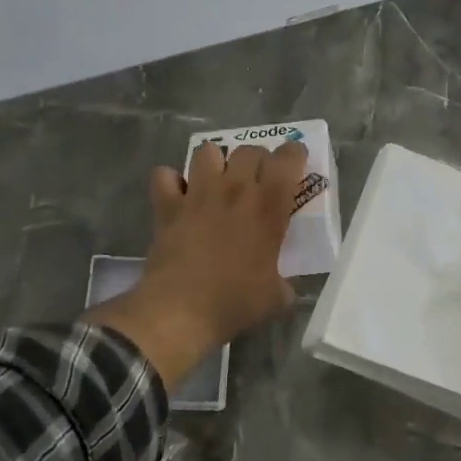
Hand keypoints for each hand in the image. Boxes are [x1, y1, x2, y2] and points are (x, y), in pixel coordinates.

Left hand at [87, 139, 306, 389]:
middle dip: (257, 159)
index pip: (287, 160)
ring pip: (207, 151)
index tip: (296, 160)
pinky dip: (170, 181)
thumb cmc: (235, 302)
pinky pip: (164, 175)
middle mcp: (234, 190)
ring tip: (216, 179)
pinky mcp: (167, 205)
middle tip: (257, 178)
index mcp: (268, 207)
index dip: (294, 154)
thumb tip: (285, 287)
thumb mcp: (276, 298)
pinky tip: (177, 195)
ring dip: (214, 161)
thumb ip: (284, 284)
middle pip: (248, 150)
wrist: (181, 310)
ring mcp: (198, 194)